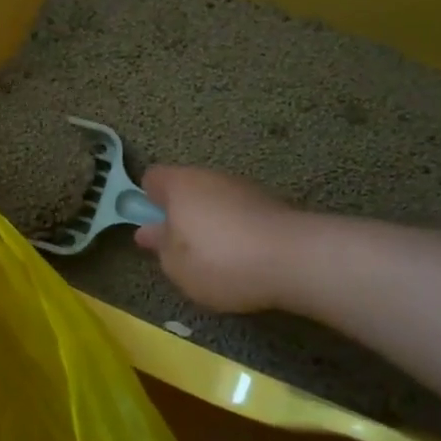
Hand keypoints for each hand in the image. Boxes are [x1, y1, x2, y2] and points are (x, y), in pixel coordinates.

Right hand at [134, 166, 305, 313]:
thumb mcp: (175, 264)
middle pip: (186, 189)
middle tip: (181, 250)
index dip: (146, 200)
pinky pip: (241, 215)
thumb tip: (150, 231)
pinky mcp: (271, 205)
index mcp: (179, 184)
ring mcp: (244, 188)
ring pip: (215, 201)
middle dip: (181, 214)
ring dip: (211, 223)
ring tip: (215, 260)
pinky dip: (237, 232)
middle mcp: (210, 177)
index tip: (152, 227)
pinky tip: (243, 260)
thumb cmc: (218, 260)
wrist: (293, 259)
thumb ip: (160, 245)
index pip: (152, 178)